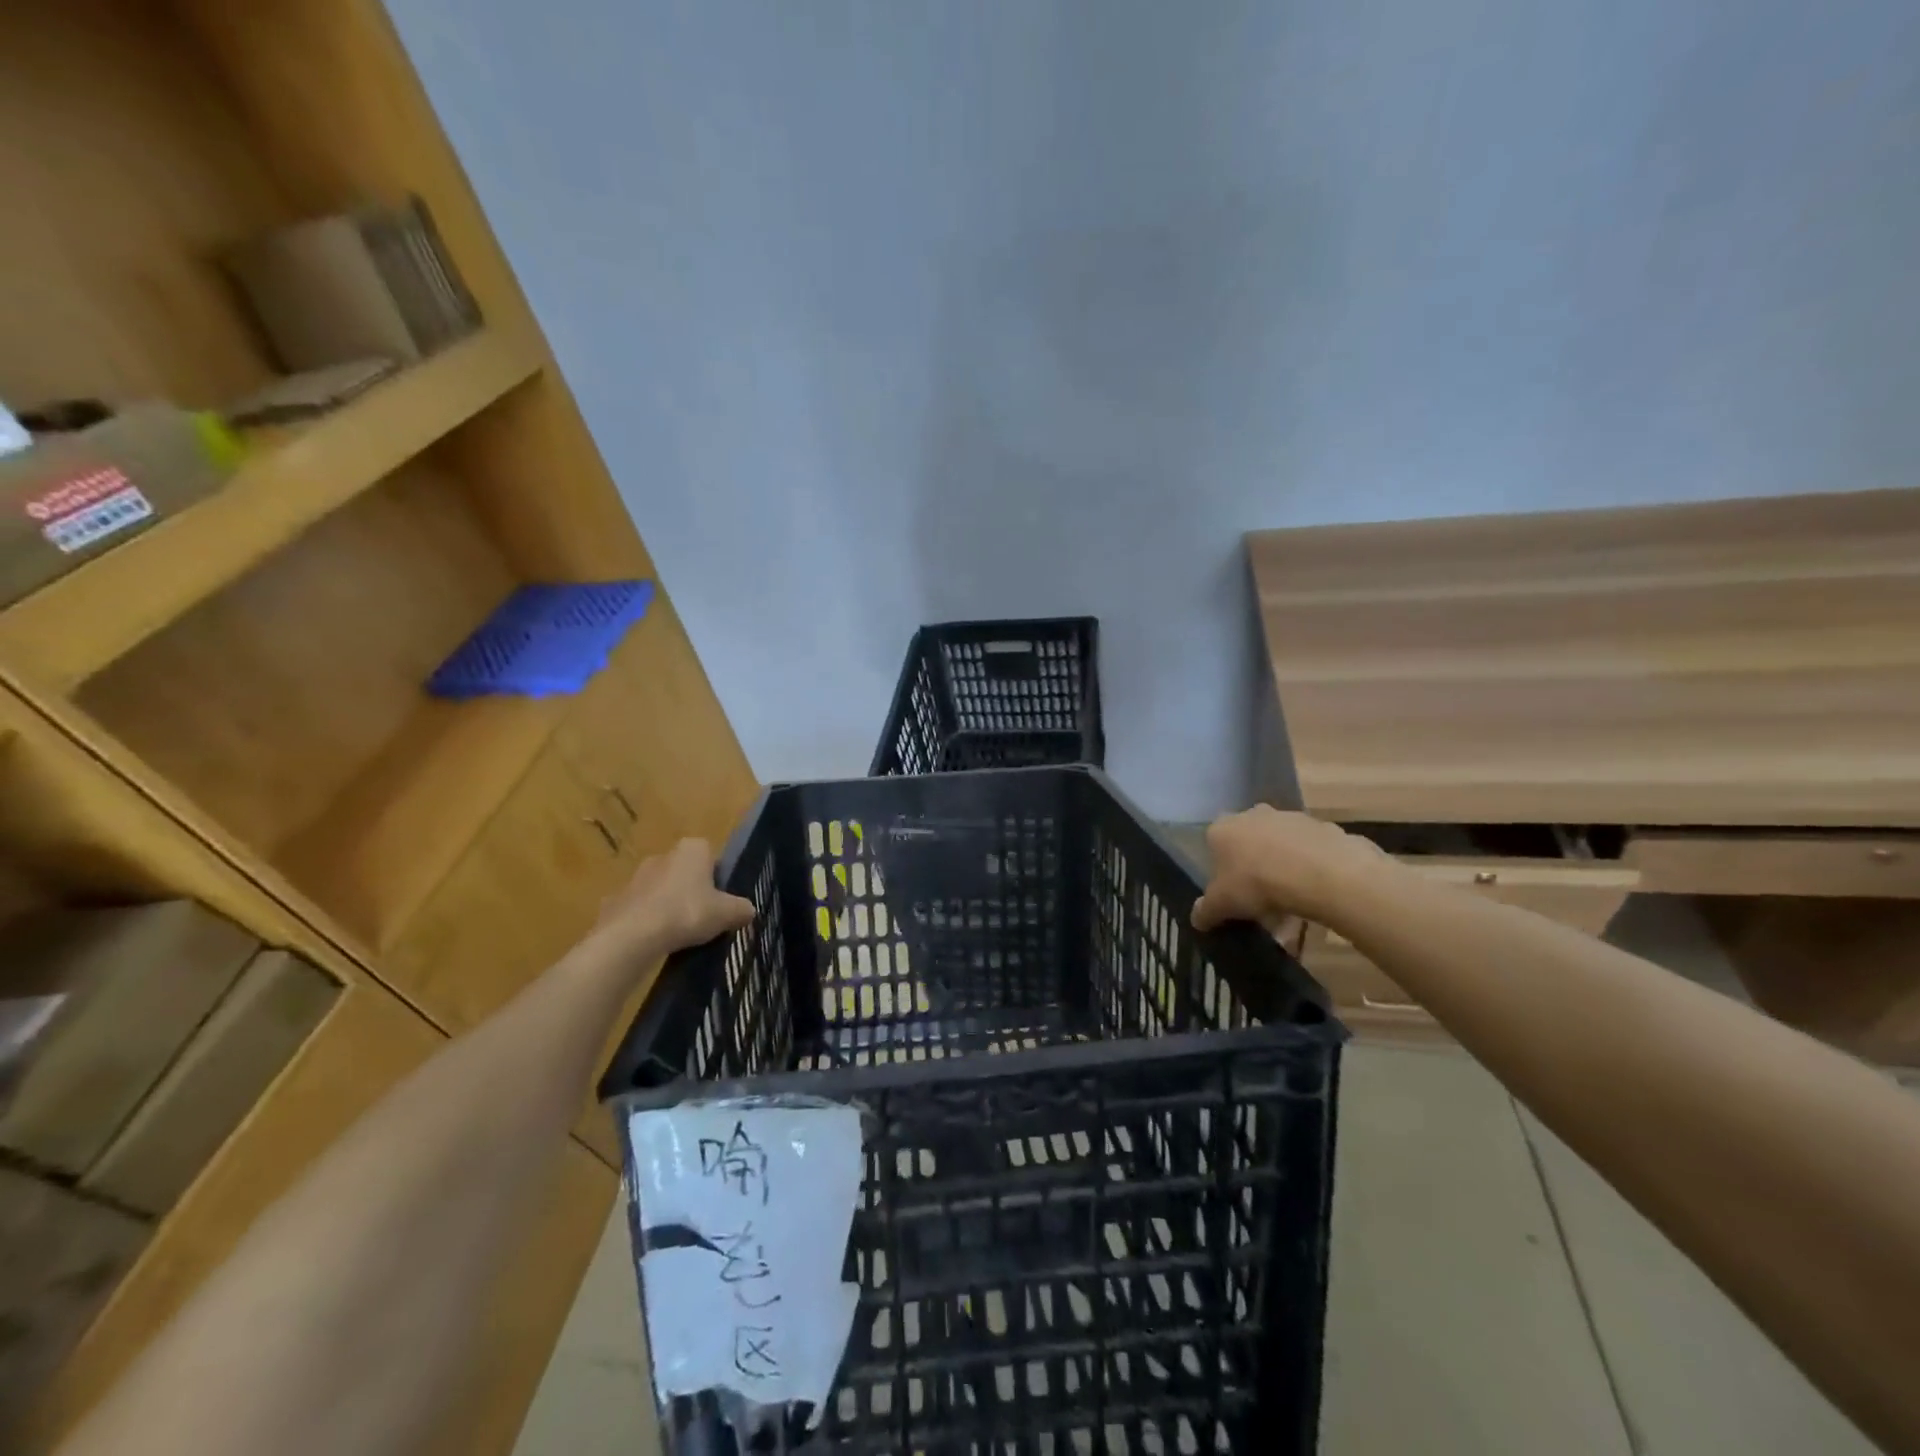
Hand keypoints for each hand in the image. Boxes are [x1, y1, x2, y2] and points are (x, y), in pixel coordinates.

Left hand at [592, 838, 753, 961]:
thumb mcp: (727, 913)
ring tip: (678, 933)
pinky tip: (654, 940)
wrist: (632, 936)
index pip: (711, 856)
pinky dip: (647, 921)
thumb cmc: (687, 912)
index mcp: (692, 849)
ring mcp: (636, 877)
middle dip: (692, 890)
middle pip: (685, 872)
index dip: (718, 878)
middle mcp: (663, 855)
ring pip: (661, 890)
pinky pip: (639, 908)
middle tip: (703, 917)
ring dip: (668, 905)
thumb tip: (749, 910)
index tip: (721, 901)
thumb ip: (741, 909)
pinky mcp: (616, 900)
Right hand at [1191, 806, 1390, 933]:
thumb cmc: (1256, 883)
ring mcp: (1289, 817)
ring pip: (1280, 846)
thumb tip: (1197, 920)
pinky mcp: (1321, 826)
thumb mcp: (1221, 905)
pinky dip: (1309, 869)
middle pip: (1248, 842)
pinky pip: (1309, 852)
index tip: (1230, 893)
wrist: (1319, 872)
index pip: (1213, 845)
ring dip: (1282, 868)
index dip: (1220, 870)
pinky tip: (1314, 893)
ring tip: (1291, 904)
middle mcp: (1252, 814)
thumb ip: (1205, 911)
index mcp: (1222, 827)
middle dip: (1253, 867)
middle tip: (1260, 900)